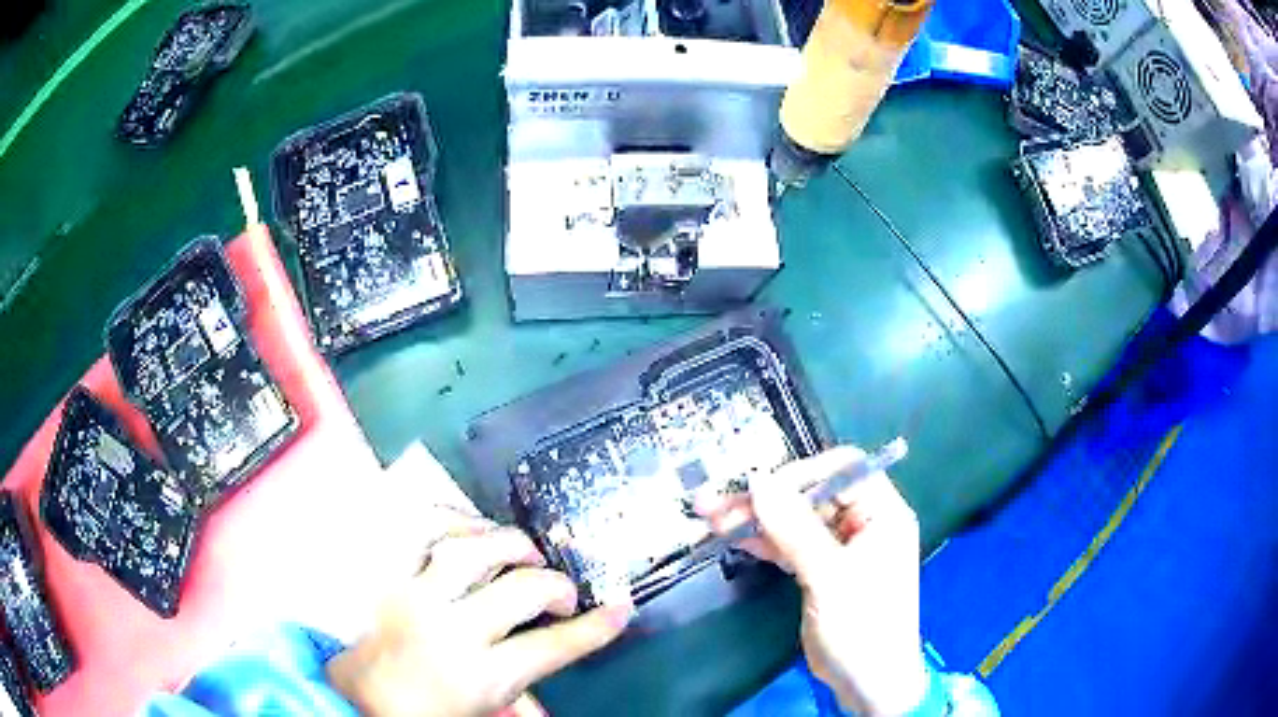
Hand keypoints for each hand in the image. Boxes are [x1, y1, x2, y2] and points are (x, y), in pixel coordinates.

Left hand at [327, 525, 632, 716]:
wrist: (351, 699)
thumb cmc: (419, 710)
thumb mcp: (479, 709)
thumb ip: (519, 689)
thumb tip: (553, 669)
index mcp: (476, 677)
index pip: (552, 647)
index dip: (595, 628)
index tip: (619, 610)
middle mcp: (446, 630)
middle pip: (520, 590)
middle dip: (556, 586)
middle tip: (562, 593)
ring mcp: (409, 594)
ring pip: (469, 550)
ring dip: (508, 543)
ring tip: (523, 551)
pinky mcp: (382, 573)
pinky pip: (417, 529)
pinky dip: (451, 517)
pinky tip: (471, 526)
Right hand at [698, 447, 929, 715]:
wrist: (866, 682)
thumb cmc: (863, 625)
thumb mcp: (829, 576)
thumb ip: (794, 528)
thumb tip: (758, 481)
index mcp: (882, 514)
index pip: (843, 470)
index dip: (802, 473)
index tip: (761, 488)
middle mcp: (863, 523)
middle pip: (812, 495)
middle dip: (767, 499)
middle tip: (718, 503)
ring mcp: (840, 548)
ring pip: (795, 520)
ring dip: (757, 519)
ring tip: (711, 517)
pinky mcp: (821, 570)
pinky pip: (790, 544)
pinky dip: (763, 541)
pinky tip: (732, 538)